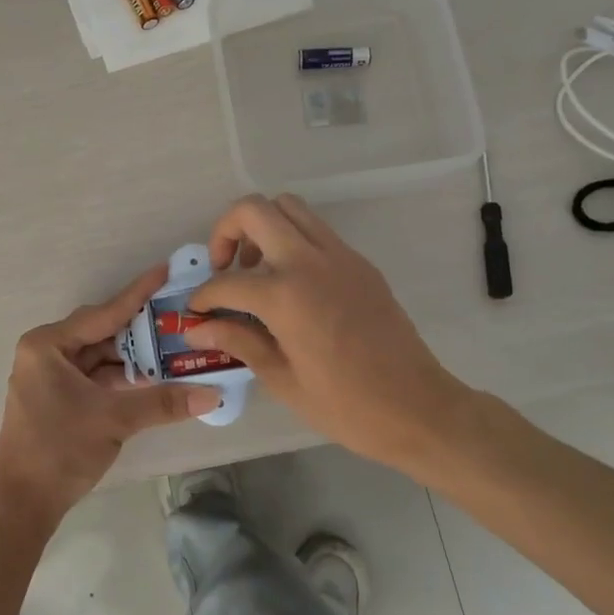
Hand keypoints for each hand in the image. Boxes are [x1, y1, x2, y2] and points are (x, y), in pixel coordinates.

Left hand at [0, 265, 221, 528]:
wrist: (21, 504)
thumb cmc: (60, 449)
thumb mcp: (114, 419)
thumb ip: (163, 402)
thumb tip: (213, 394)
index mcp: (48, 344)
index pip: (104, 313)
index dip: (138, 294)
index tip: (165, 271)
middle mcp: (46, 352)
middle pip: (102, 332)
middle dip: (140, 329)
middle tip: (178, 316)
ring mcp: (50, 375)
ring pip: (100, 356)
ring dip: (133, 357)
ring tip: (174, 347)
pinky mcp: (57, 397)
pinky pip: (95, 376)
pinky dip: (121, 378)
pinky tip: (152, 378)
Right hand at [189, 194, 468, 469]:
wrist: (418, 407)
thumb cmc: (345, 405)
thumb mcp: (282, 379)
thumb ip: (238, 341)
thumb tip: (198, 326)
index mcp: (286, 296)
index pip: (227, 282)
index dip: (203, 296)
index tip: (196, 311)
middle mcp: (310, 261)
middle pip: (255, 210)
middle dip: (227, 230)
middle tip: (224, 266)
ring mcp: (340, 256)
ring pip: (289, 207)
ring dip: (262, 226)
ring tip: (256, 267)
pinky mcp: (359, 262)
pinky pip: (316, 230)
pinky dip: (292, 239)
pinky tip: (290, 282)